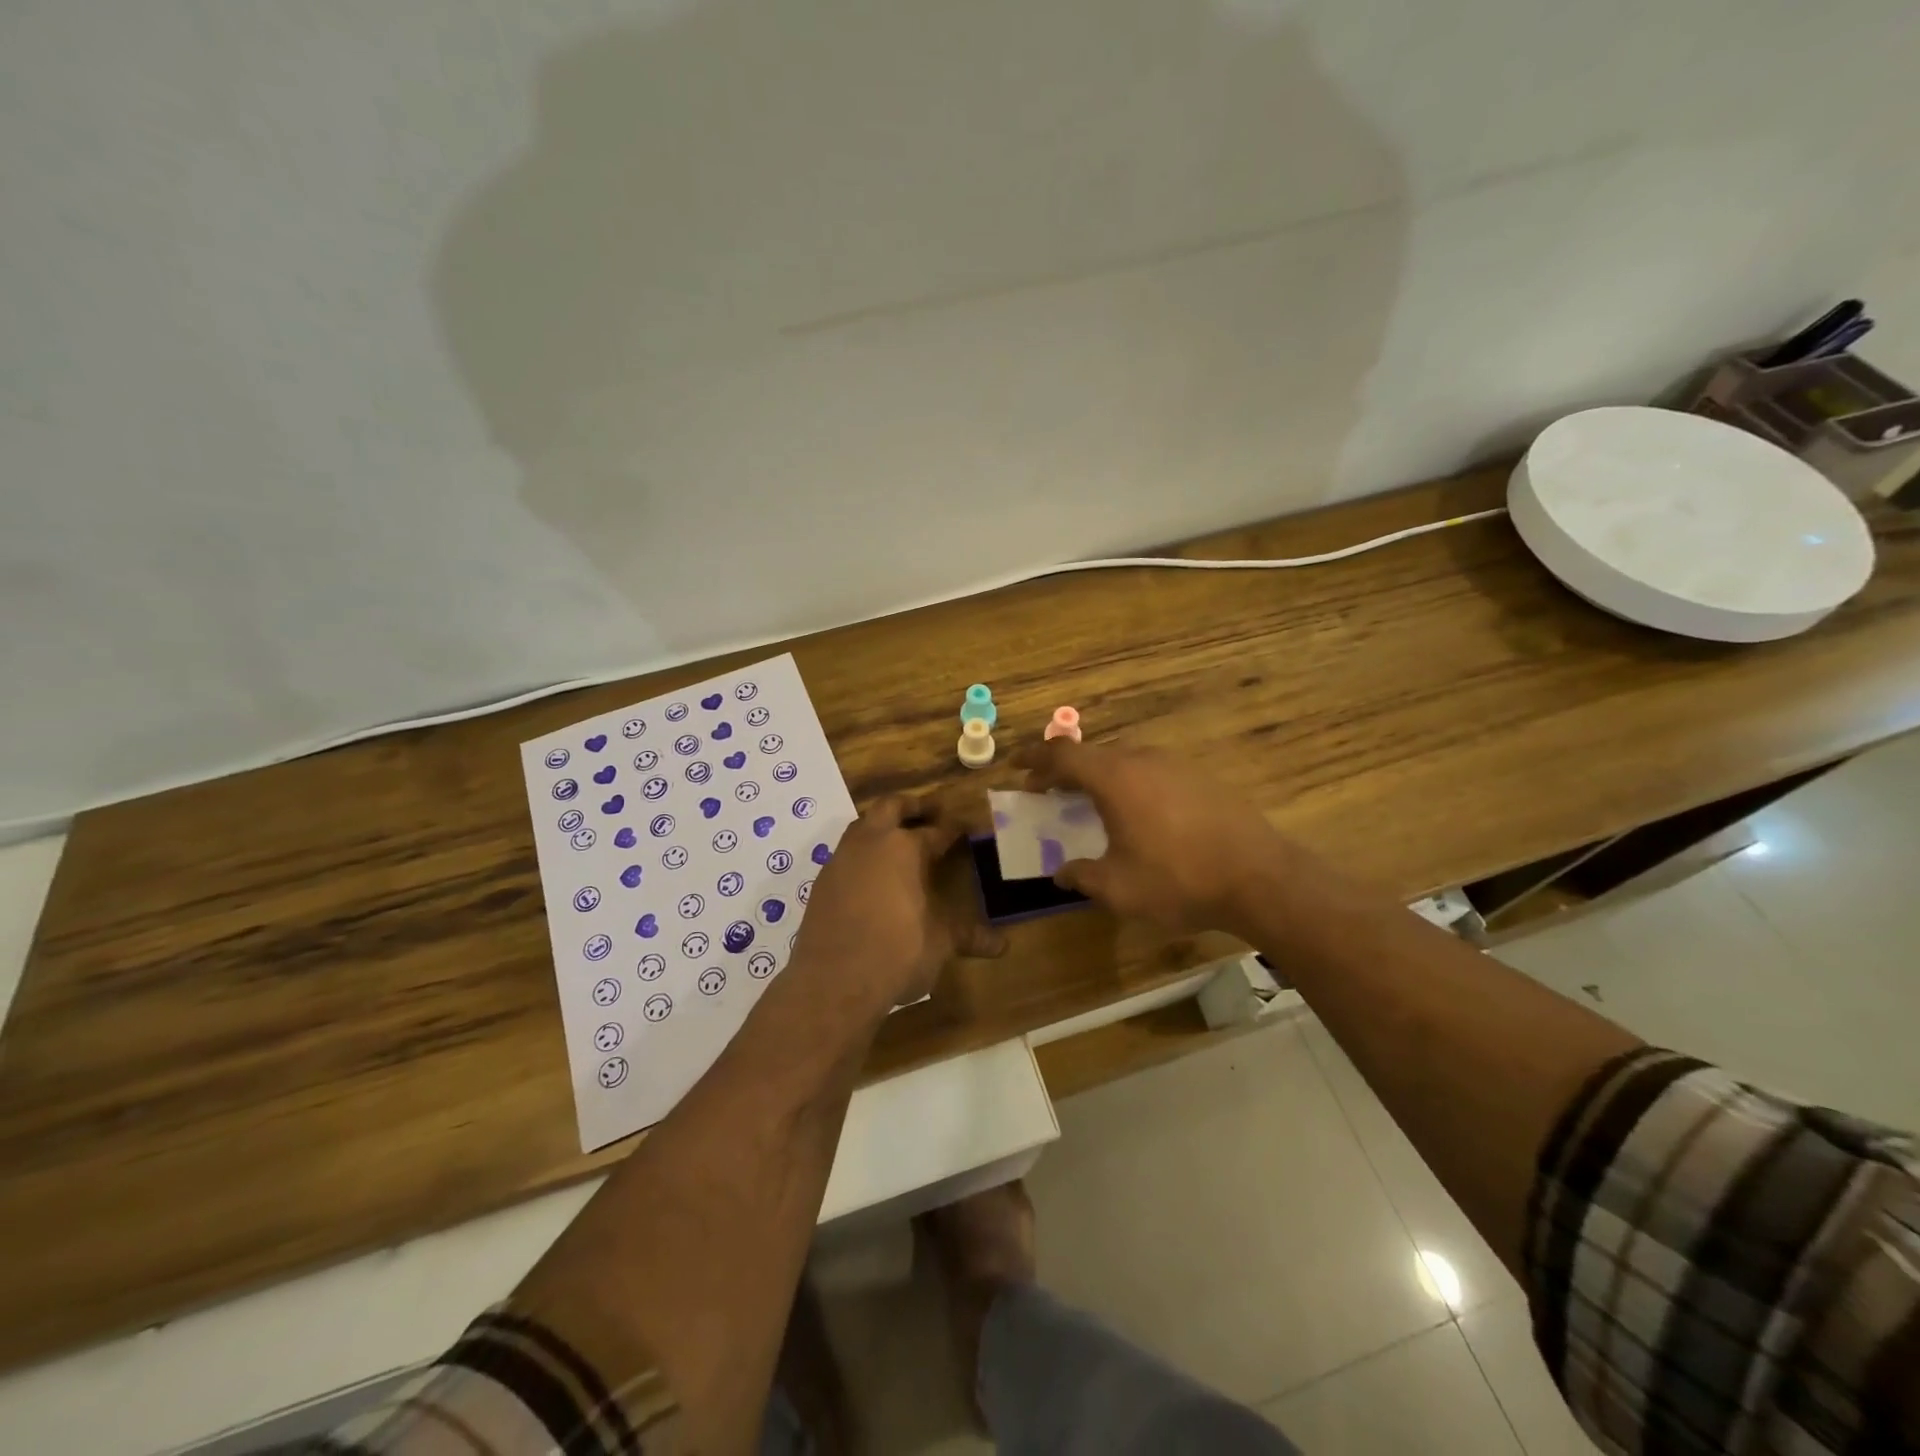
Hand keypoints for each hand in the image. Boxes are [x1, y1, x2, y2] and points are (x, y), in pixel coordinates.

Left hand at [789, 798, 1004, 1013]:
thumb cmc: (897, 952)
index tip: (964, 827)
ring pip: (862, 826)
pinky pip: (846, 855)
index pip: (936, 830)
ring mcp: (842, 860)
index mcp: (906, 848)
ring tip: (898, 840)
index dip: (953, 829)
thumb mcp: (941, 942)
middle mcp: (871, 843)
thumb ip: (968, 936)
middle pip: (890, 807)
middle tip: (929, 812)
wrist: (834, 981)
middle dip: (911, 806)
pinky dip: (862, 855)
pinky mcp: (822, 882)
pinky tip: (872, 876)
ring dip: (881, 826)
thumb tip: (1002, 946)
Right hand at [1023, 740, 1297, 935]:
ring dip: (1099, 778)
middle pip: (1092, 754)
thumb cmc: (1178, 879)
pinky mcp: (1201, 779)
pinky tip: (1138, 815)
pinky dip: (1129, 785)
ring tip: (1090, 804)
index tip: (1015, 765)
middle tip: (1048, 792)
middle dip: (1064, 771)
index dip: (1034, 758)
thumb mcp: (1118, 887)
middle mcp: (1142, 760)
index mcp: (1114, 777)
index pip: (1062, 754)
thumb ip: (1082, 876)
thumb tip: (1062, 873)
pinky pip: (1151, 772)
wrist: (1260, 877)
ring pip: (1124, 761)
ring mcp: (1176, 766)